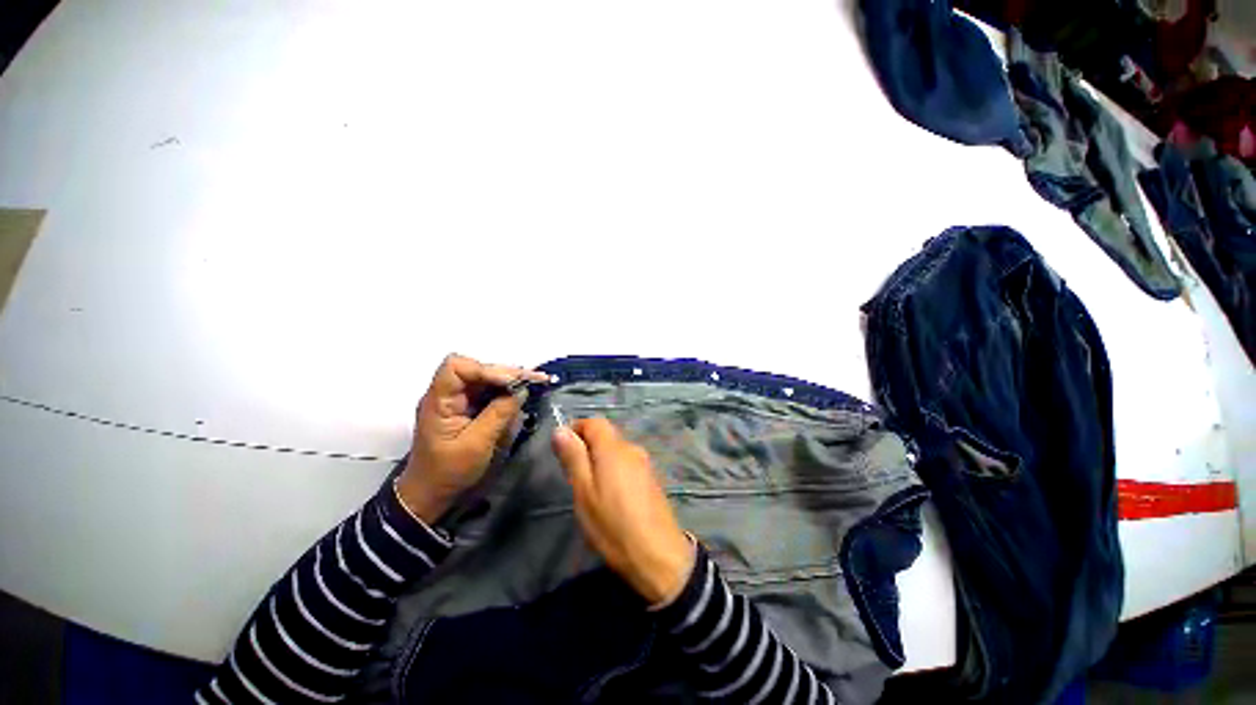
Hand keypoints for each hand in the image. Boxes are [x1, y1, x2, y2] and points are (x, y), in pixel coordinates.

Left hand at [396, 354, 547, 523]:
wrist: (430, 495)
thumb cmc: (448, 472)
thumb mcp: (476, 445)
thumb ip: (498, 414)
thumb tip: (521, 390)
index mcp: (439, 401)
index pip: (457, 367)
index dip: (486, 369)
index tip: (511, 382)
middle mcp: (447, 394)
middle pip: (477, 369)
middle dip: (507, 373)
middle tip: (536, 379)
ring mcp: (457, 401)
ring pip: (485, 379)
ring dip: (510, 380)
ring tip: (535, 383)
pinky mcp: (467, 408)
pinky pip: (488, 392)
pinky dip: (506, 391)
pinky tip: (522, 395)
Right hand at [552, 418, 695, 605]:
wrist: (658, 555)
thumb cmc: (613, 524)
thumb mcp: (584, 492)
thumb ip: (573, 458)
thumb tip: (561, 430)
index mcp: (614, 448)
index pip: (594, 422)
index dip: (576, 428)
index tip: (562, 449)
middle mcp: (632, 448)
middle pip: (606, 435)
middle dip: (587, 446)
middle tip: (573, 474)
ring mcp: (644, 463)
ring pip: (616, 450)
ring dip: (600, 459)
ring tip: (590, 488)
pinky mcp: (651, 478)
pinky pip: (627, 463)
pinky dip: (614, 470)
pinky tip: (611, 495)